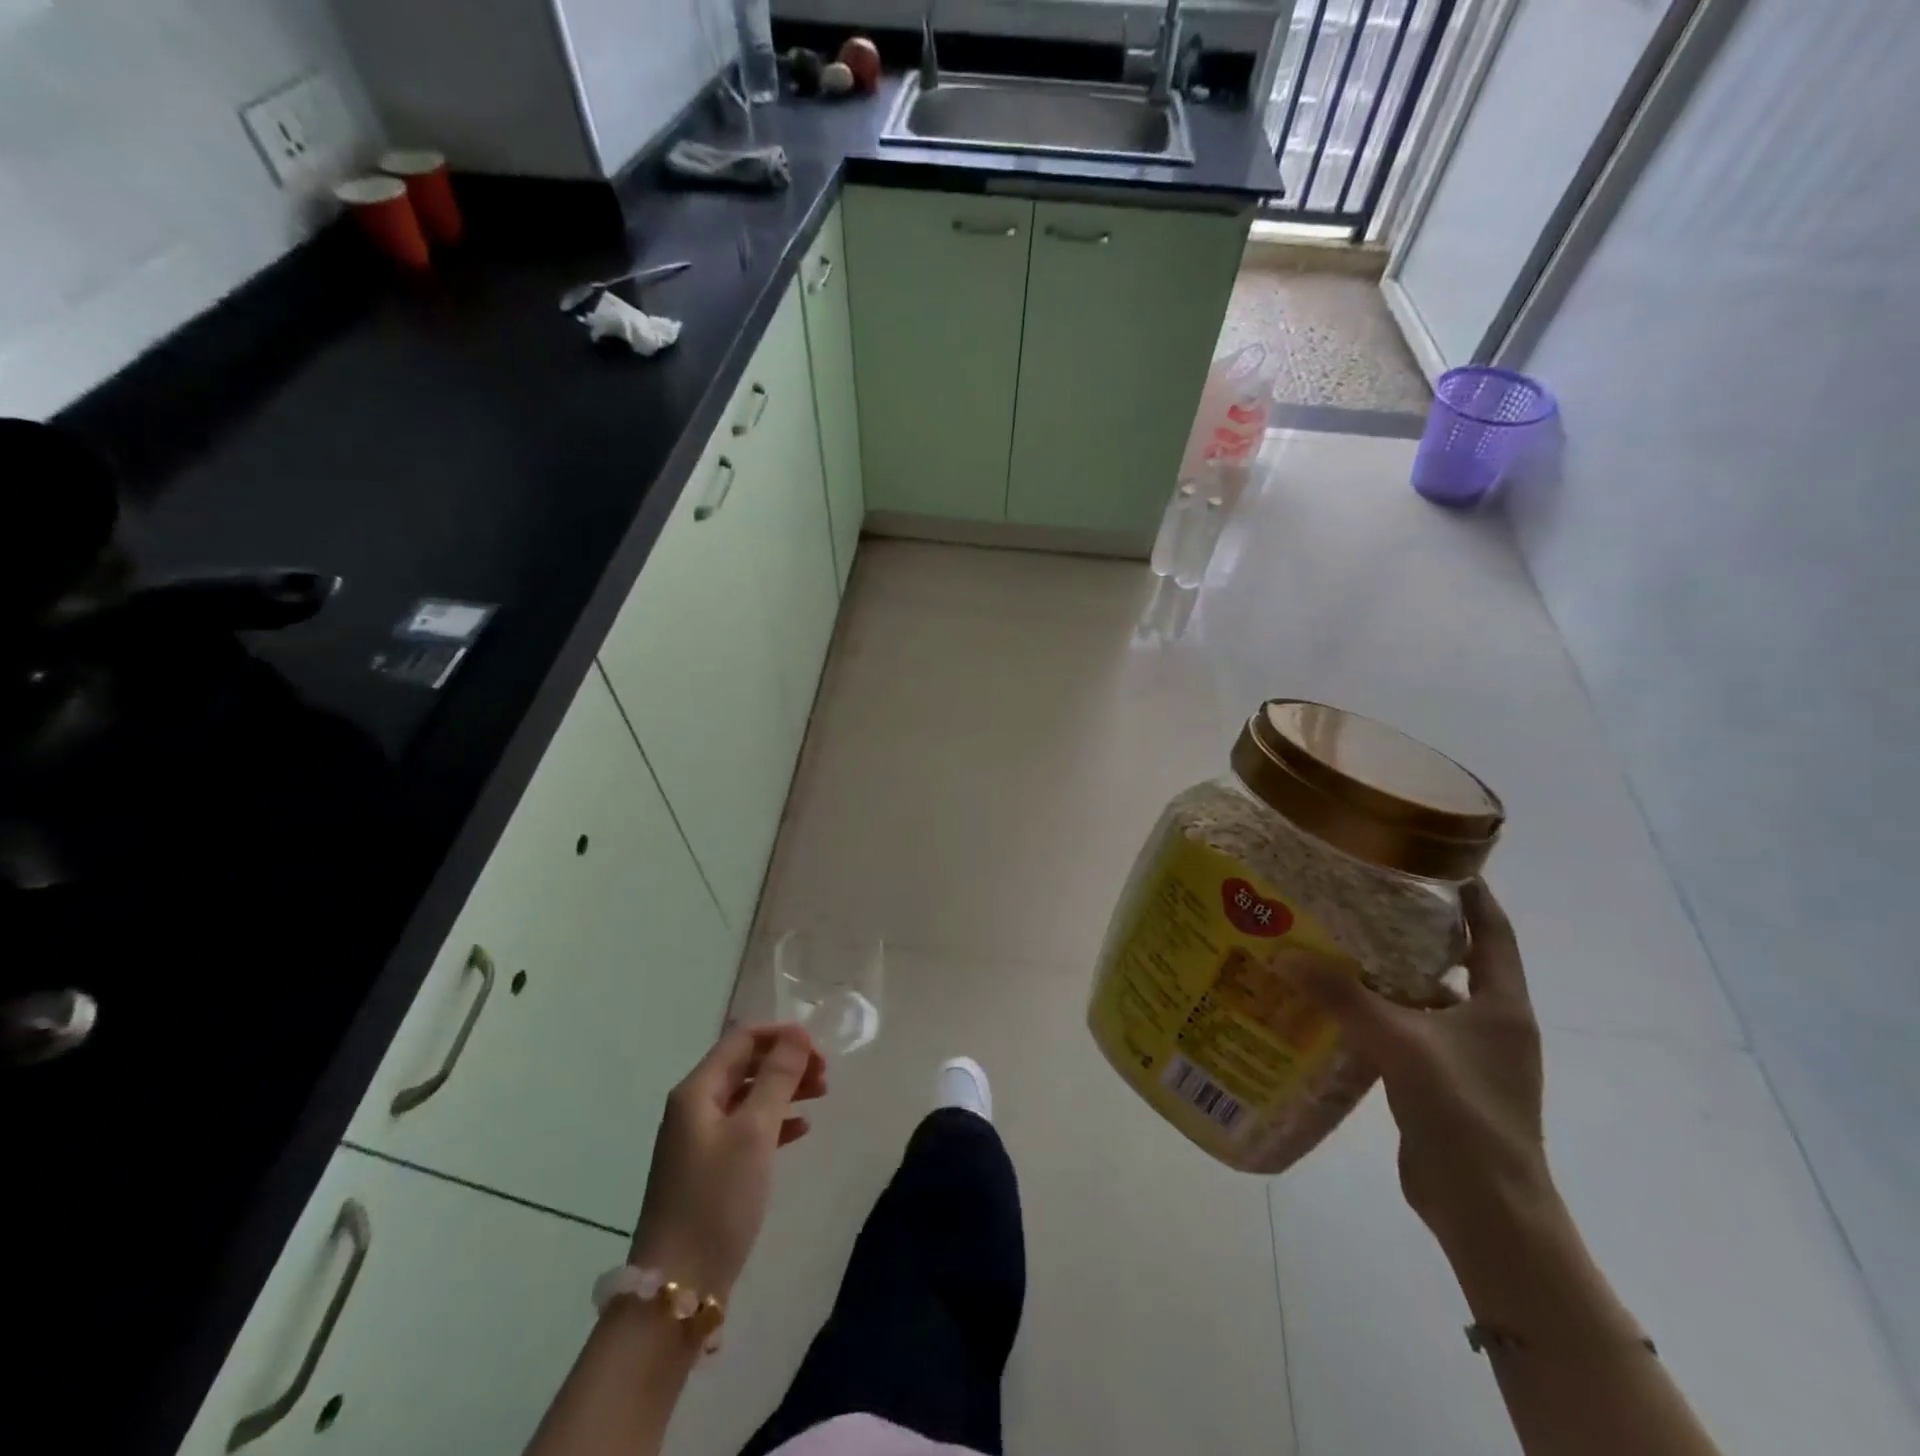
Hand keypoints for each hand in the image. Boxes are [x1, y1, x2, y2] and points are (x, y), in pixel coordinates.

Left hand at [628, 1023, 827, 1299]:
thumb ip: (777, 1078)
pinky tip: (802, 1129)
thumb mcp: (754, 1132)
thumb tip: (797, 1033)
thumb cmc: (716, 1200)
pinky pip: (747, 1128)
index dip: (781, 1036)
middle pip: (745, 1066)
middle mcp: (694, 1108)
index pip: (741, 1039)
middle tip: (826, 1076)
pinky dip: (775, 1121)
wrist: (678, 1289)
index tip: (819, 1050)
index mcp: (696, 1091)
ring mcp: (699, 1141)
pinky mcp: (709, 1170)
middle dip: (786, 1062)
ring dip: (785, 1089)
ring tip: (822, 1095)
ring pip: (749, 1096)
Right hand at [1285, 880, 1548, 1244]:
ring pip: (1421, 996)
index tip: (1431, 857)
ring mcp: (1464, 1055)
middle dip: (1410, 927)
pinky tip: (1330, 1002)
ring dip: (1386, 973)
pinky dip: (1373, 1012)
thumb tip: (1284, 953)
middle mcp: (1489, 1023)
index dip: (1469, 893)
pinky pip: (1403, 1030)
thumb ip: (1343, 997)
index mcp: (1501, 1005)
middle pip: (1452, 959)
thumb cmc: (1464, 1115)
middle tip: (1358, 895)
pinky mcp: (1437, 1080)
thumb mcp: (1401, 1045)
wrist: (1486, 1211)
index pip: (1492, 931)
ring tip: (1334, 942)